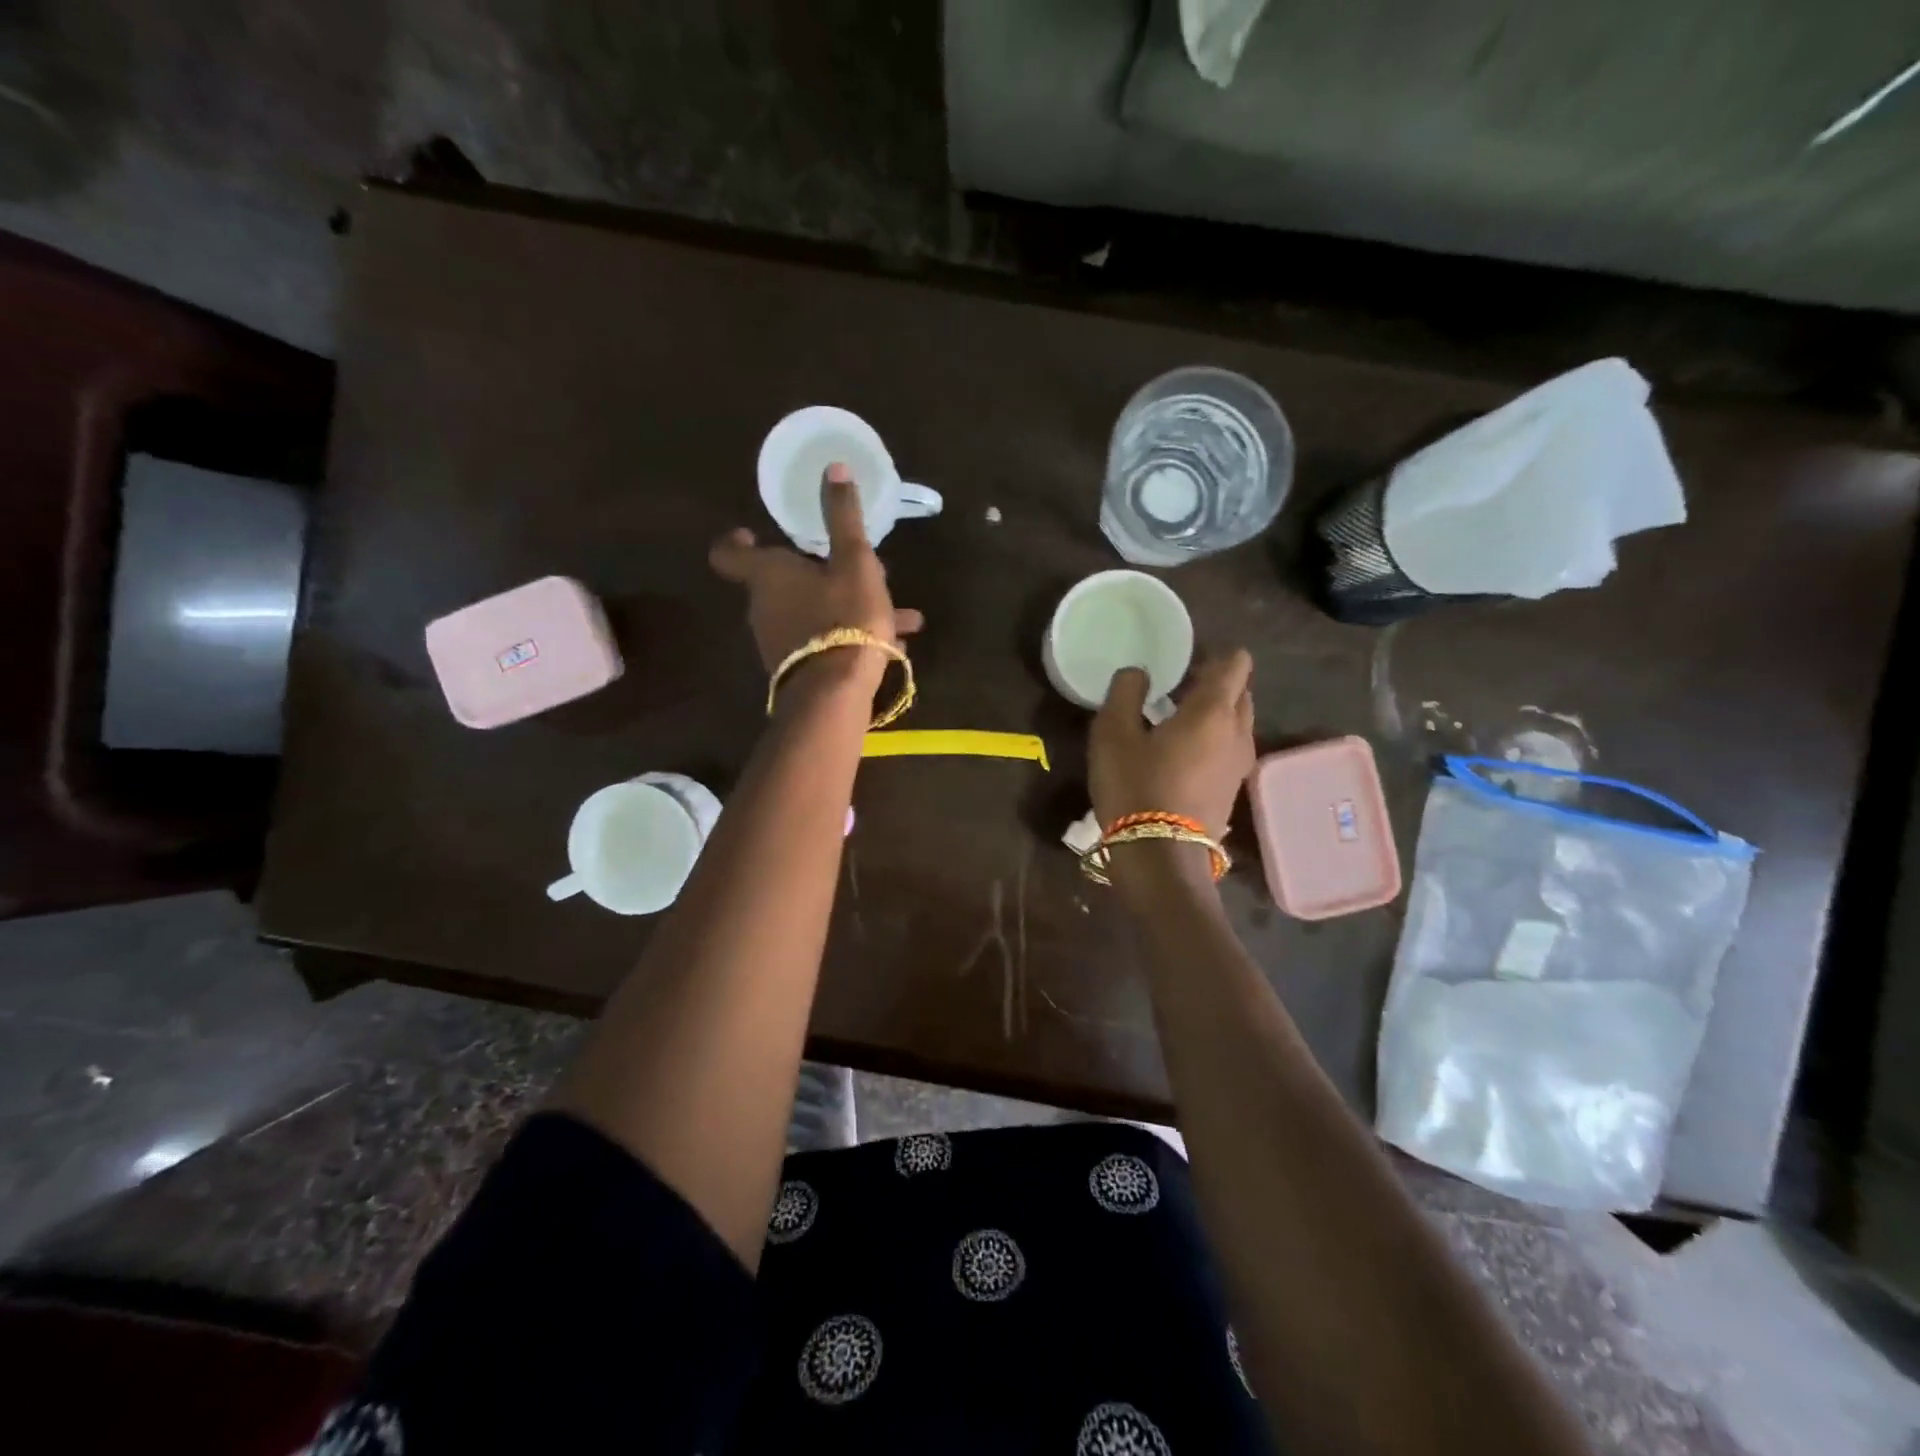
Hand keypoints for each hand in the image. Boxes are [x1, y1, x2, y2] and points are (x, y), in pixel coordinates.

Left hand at [709, 463, 924, 679]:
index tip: (753, 532)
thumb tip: (833, 466)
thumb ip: (843, 517)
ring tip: (897, 612)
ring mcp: (778, 642)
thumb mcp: (855, 561)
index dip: (737, 540)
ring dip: (848, 605)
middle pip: (784, 581)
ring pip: (813, 612)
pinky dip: (851, 635)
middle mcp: (764, 607)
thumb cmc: (843, 617)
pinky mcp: (798, 670)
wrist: (834, 694)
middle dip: (821, 571)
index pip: (730, 553)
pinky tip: (894, 642)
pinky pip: (824, 641)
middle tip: (857, 566)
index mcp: (768, 575)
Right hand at [1090, 649, 1255, 840]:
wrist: (1160, 858)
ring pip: (1237, 723)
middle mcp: (1238, 732)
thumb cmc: (1135, 787)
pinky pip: (1229, 749)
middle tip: (1175, 689)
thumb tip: (1138, 673)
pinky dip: (1212, 741)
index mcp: (1214, 710)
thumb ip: (1125, 692)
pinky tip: (1180, 754)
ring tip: (1174, 722)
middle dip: (1214, 683)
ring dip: (1213, 714)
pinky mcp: (1234, 790)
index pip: (1236, 662)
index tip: (1183, 662)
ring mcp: (1241, 764)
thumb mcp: (1112, 734)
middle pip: (1240, 691)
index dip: (1213, 654)